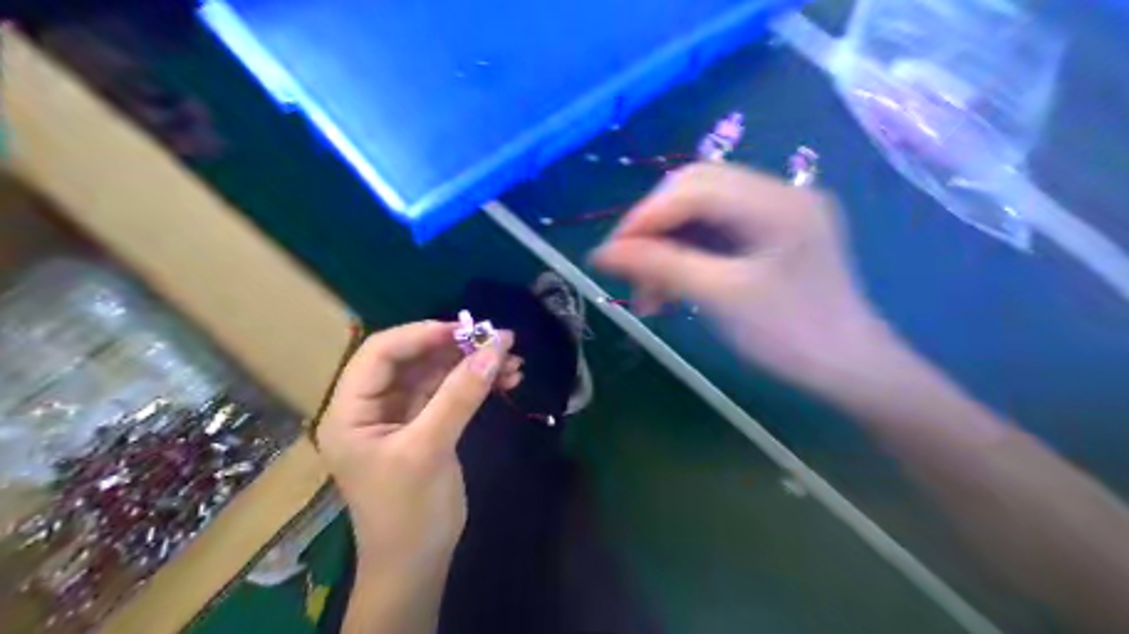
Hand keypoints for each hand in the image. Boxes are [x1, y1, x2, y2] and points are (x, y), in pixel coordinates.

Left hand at [315, 320, 522, 570]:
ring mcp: (400, 416)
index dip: (421, 335)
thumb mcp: (430, 449)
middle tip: (498, 340)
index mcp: (350, 411)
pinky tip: (506, 379)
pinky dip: (476, 384)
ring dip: (472, 365)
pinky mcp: (426, 426)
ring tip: (512, 360)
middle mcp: (371, 407)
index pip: (380, 353)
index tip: (466, 330)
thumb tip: (494, 348)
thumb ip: (460, 396)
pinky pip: (450, 393)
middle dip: (456, 349)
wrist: (418, 564)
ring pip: (436, 375)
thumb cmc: (408, 511)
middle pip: (412, 360)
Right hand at [591, 161, 891, 389]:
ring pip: (701, 213)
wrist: (850, 370)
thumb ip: (660, 267)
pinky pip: (717, 232)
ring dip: (667, 247)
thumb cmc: (791, 335)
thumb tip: (601, 252)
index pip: (694, 187)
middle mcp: (779, 194)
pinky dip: (687, 255)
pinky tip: (671, 286)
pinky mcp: (772, 235)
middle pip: (695, 192)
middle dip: (654, 230)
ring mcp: (777, 213)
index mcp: (777, 201)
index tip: (609, 254)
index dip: (645, 216)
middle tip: (627, 270)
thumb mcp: (720, 297)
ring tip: (648, 293)